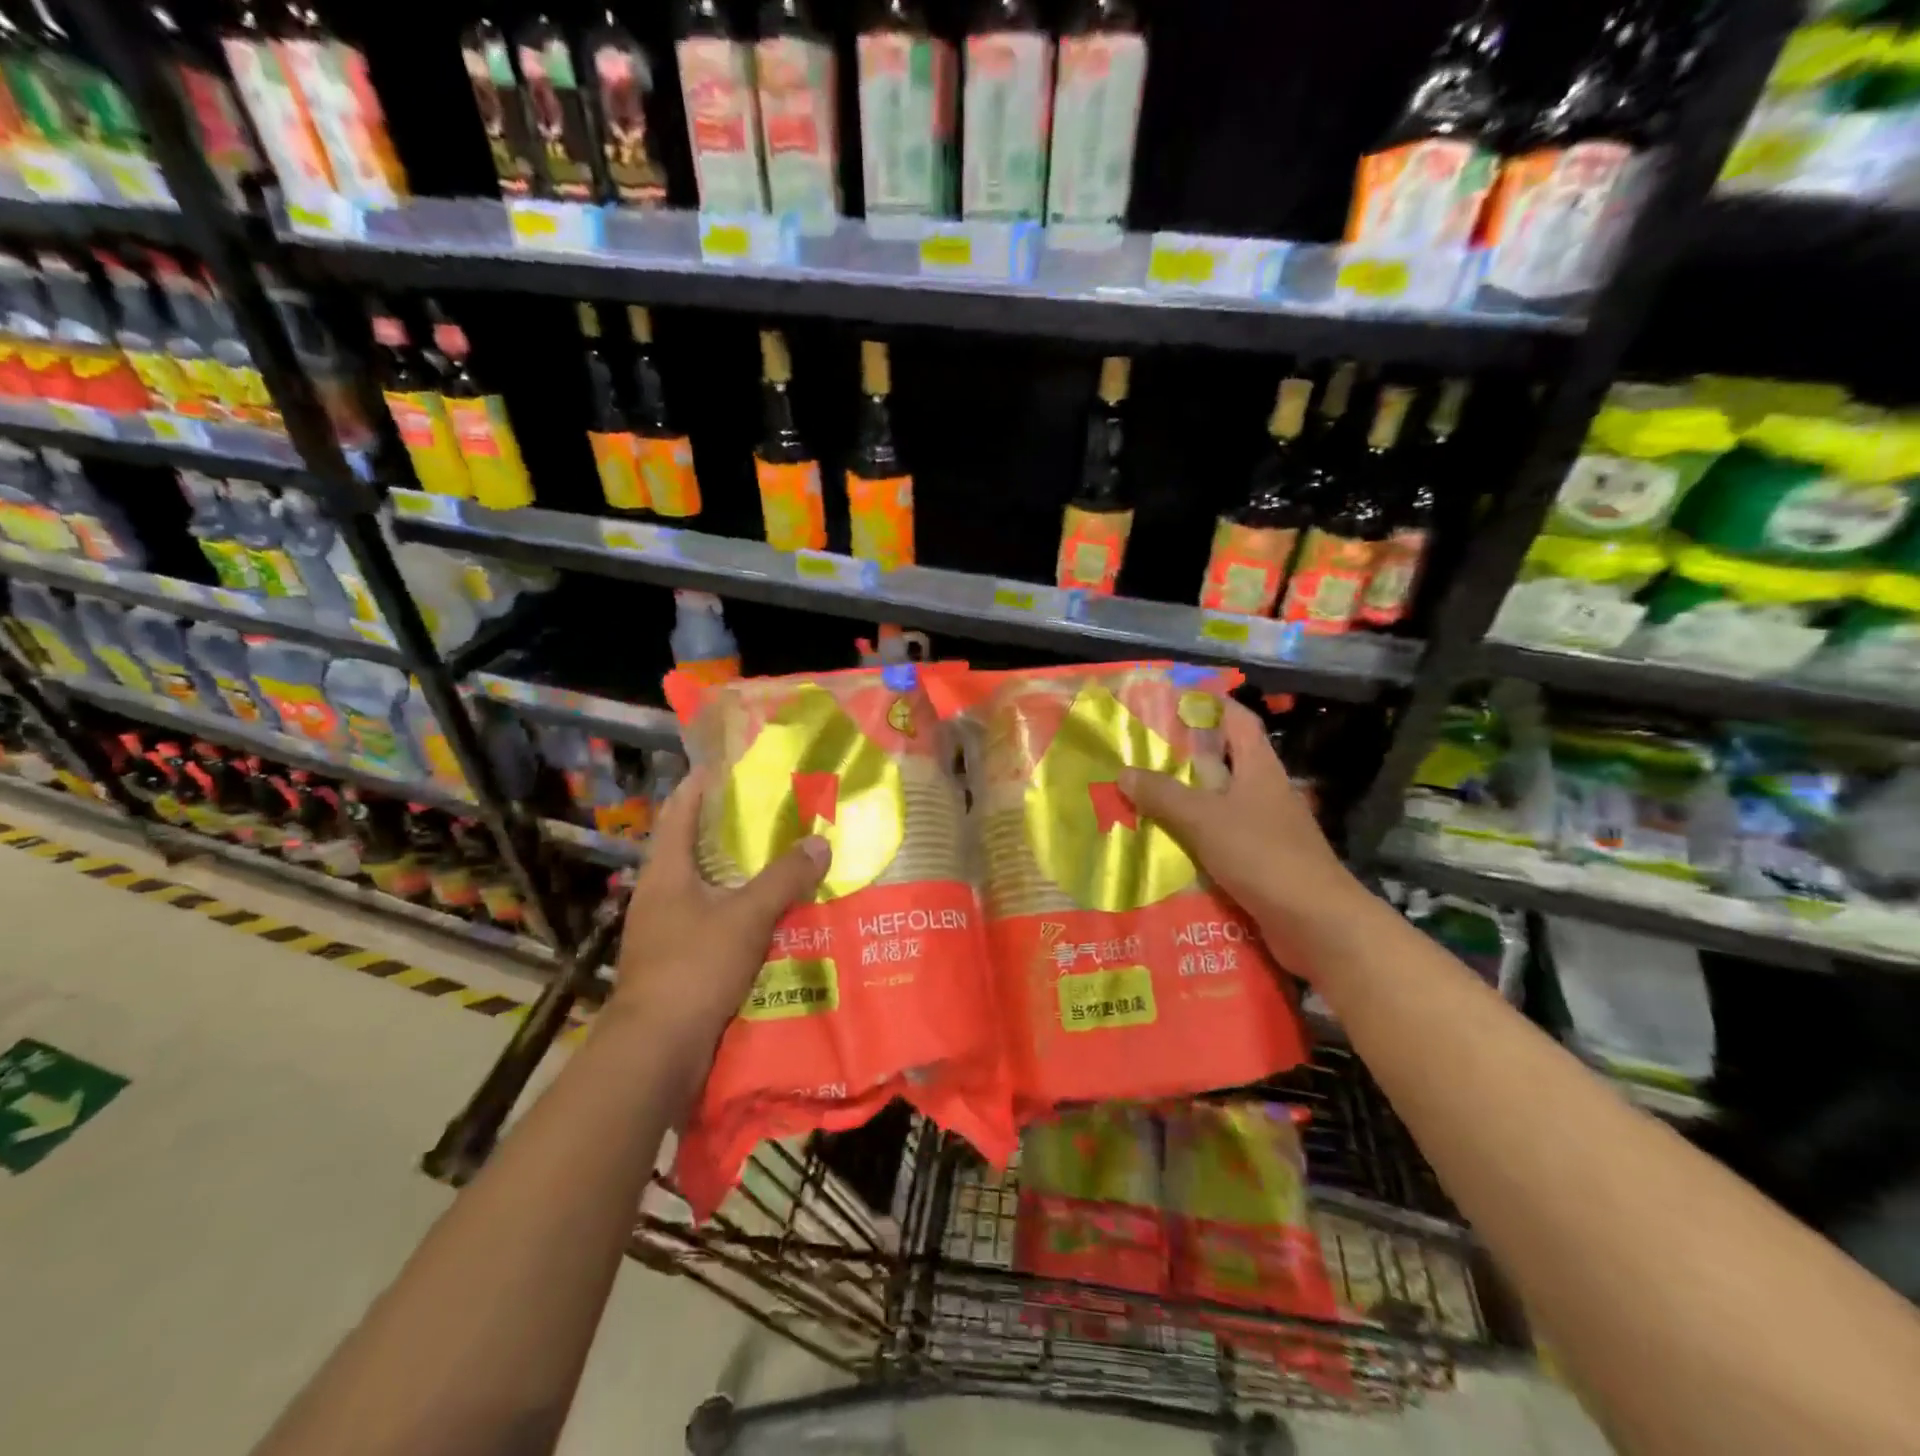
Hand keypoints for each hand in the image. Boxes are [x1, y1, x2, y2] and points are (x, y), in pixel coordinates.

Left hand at [603, 767, 830, 1104]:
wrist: (656, 1051)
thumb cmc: (694, 968)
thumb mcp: (746, 917)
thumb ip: (783, 879)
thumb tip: (820, 843)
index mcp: (666, 872)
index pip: (679, 811)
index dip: (701, 784)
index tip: (731, 764)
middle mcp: (661, 895)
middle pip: (695, 848)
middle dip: (731, 830)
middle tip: (775, 812)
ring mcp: (666, 931)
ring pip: (707, 889)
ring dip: (739, 875)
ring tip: (782, 861)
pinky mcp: (678, 963)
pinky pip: (714, 924)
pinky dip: (740, 914)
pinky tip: (773, 918)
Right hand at [1119, 699, 1366, 977]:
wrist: (1316, 923)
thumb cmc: (1263, 855)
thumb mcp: (1204, 819)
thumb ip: (1163, 795)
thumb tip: (1124, 772)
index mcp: (1260, 768)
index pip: (1238, 720)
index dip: (1210, 705)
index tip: (1172, 701)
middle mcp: (1265, 792)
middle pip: (1224, 763)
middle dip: (1183, 758)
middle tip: (1139, 755)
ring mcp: (1266, 829)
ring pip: (1219, 805)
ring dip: (1185, 802)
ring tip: (1140, 800)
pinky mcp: (1262, 862)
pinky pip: (1221, 841)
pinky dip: (1194, 840)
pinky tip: (1164, 847)